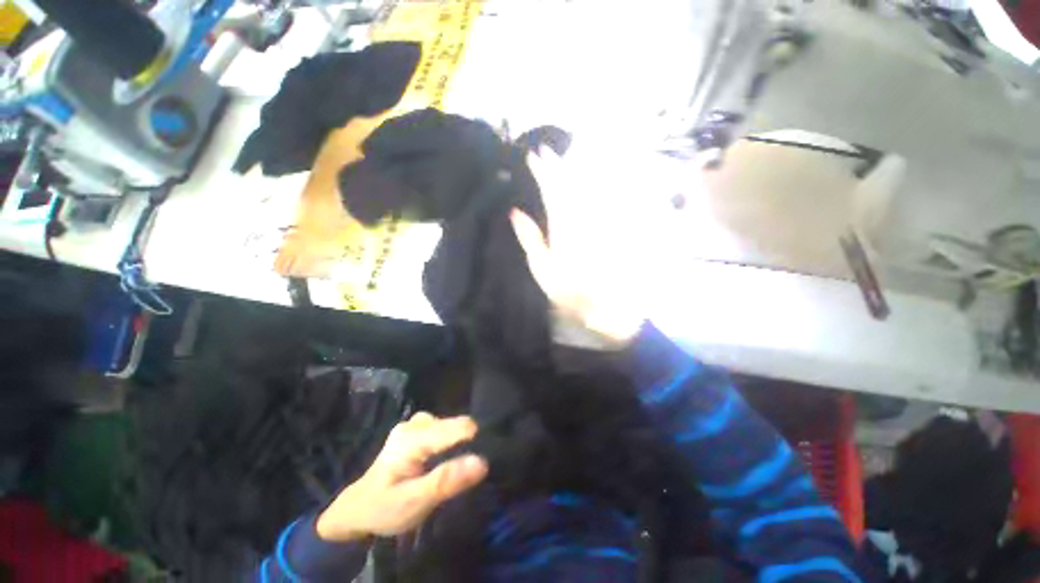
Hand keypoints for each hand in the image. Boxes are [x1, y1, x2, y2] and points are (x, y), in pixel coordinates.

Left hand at [316, 412, 487, 541]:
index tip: (482, 461)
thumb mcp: (414, 502)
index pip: (455, 428)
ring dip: (458, 441)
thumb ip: (446, 481)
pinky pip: (442, 427)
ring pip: (449, 424)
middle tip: (467, 470)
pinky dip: (450, 439)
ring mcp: (414, 423)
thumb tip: (481, 462)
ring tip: (458, 464)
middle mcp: (415, 424)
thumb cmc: (385, 508)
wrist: (359, 508)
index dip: (474, 440)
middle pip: (453, 424)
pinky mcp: (416, 428)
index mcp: (412, 439)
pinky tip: (447, 454)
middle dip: (466, 442)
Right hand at [512, 148, 660, 346]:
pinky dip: (592, 186)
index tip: (532, 156)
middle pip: (568, 182)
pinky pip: (602, 198)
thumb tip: (515, 212)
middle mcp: (581, 216)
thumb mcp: (542, 268)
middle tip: (545, 150)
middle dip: (555, 164)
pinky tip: (589, 180)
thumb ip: (530, 238)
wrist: (608, 302)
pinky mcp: (610, 226)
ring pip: (586, 186)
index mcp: (562, 225)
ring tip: (564, 158)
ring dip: (573, 170)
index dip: (540, 171)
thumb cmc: (570, 289)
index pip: (549, 189)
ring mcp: (598, 219)